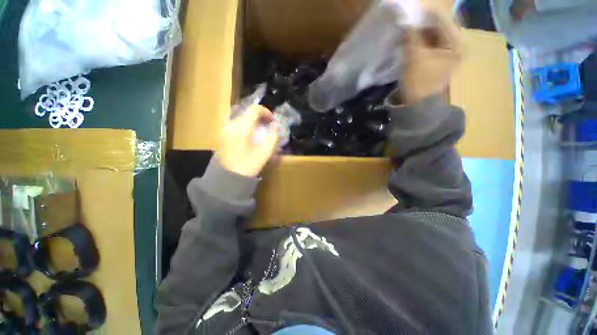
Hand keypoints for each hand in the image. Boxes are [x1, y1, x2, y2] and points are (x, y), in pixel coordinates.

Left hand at [219, 105, 278, 176]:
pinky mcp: (222, 134)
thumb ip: (272, 137)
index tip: (272, 120)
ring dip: (251, 120)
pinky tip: (247, 133)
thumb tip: (276, 125)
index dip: (265, 112)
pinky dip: (243, 123)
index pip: (254, 109)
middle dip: (259, 116)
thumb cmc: (249, 166)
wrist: (229, 177)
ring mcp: (224, 129)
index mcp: (242, 129)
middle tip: (267, 126)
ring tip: (258, 129)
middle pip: (247, 112)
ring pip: (240, 116)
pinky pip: (233, 122)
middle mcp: (231, 125)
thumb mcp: (265, 153)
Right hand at [401, 11, 461, 103]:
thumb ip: (411, 35)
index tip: (411, 11)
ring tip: (408, 30)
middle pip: (440, 27)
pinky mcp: (440, 60)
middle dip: (423, 23)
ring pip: (435, 35)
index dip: (426, 14)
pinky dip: (422, 41)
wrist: (417, 105)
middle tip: (409, 21)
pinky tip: (412, 40)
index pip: (443, 20)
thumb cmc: (418, 82)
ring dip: (421, 32)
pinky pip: (432, 44)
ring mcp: (449, 53)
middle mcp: (457, 46)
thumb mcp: (413, 57)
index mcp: (457, 44)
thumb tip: (404, 17)